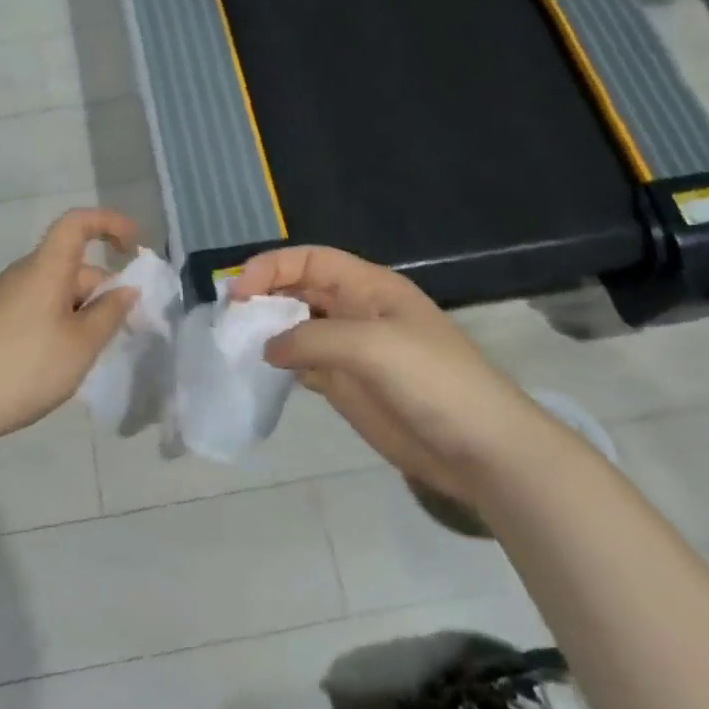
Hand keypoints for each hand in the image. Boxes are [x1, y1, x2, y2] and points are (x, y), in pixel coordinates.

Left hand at [0, 209, 138, 471]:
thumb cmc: (26, 368)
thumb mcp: (82, 345)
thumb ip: (110, 312)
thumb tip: (126, 288)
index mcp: (45, 268)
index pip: (77, 223)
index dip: (109, 223)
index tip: (133, 247)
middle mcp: (22, 273)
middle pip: (72, 266)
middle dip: (103, 290)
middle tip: (122, 331)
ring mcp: (3, 297)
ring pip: (56, 291)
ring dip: (82, 312)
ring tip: (90, 354)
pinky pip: (37, 308)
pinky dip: (59, 323)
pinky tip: (59, 362)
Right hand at [228, 246, 539, 499]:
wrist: (478, 449)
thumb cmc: (432, 382)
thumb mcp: (371, 346)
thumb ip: (311, 338)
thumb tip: (267, 347)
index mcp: (369, 287)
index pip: (311, 260)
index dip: (272, 267)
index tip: (239, 293)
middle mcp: (355, 311)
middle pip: (300, 289)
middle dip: (264, 296)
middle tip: (229, 320)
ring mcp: (350, 350)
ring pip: (296, 326)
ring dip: (267, 330)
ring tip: (235, 344)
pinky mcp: (346, 385)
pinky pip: (303, 364)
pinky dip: (279, 364)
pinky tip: (260, 372)